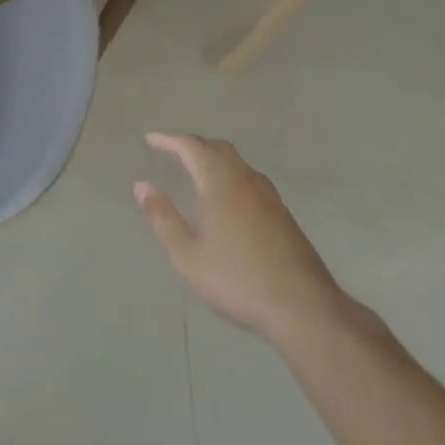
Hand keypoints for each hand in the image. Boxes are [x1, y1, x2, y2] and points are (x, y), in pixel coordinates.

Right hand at [134, 133, 347, 340]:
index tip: (151, 139)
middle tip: (173, 152)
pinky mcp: (282, 213)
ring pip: (237, 162)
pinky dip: (231, 174)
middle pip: (218, 148)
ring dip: (214, 158)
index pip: (192, 147)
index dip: (170, 140)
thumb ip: (163, 218)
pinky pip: (250, 178)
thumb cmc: (237, 280)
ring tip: (197, 171)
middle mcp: (245, 180)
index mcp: (219, 184)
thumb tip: (142, 186)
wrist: (302, 305)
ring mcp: (268, 195)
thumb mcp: (188, 256)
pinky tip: (228, 197)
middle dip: (193, 145)